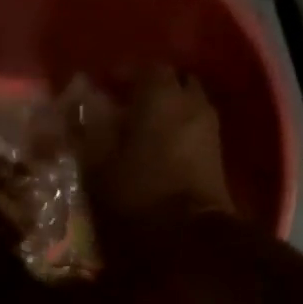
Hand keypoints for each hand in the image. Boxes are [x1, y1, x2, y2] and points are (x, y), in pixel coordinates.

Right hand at [71, 67, 234, 229]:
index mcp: (161, 94)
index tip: (104, 88)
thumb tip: (84, 102)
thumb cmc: (137, 194)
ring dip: (168, 110)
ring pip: (187, 104)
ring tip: (143, 129)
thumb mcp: (98, 163)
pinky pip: (195, 129)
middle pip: (173, 81)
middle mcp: (191, 101)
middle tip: (127, 105)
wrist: (189, 236)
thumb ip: (90, 127)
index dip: (123, 75)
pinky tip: (160, 149)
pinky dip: (179, 130)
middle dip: (151, 88)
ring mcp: (210, 128)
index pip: (144, 67)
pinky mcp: (218, 155)